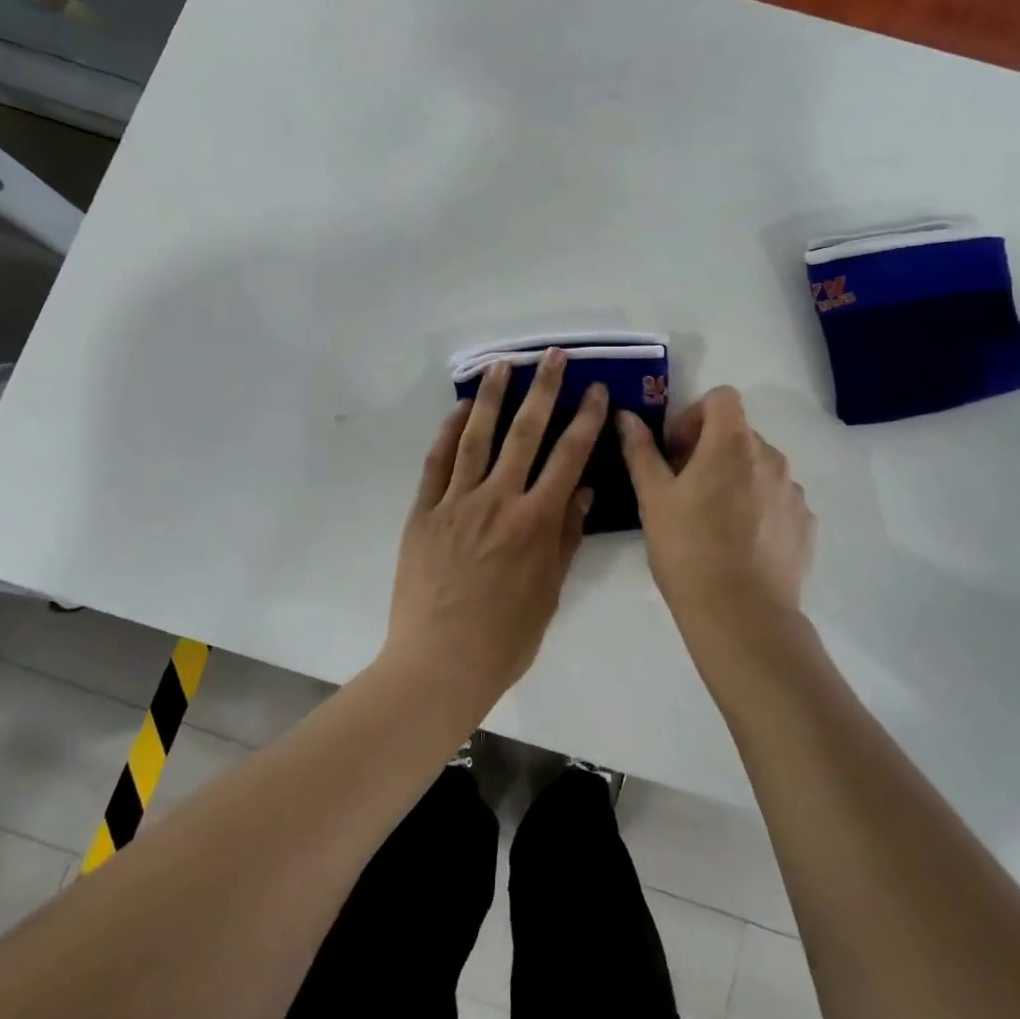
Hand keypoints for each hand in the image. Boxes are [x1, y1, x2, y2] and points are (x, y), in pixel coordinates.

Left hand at [385, 349, 605, 716]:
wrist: (439, 662)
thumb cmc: (505, 637)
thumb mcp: (550, 592)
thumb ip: (566, 537)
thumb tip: (582, 490)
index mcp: (536, 521)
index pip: (569, 457)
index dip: (586, 419)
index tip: (596, 391)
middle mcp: (498, 500)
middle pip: (525, 432)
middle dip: (543, 389)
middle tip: (552, 355)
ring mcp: (456, 502)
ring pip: (476, 436)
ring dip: (492, 397)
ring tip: (502, 364)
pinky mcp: (424, 512)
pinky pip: (437, 463)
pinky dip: (448, 433)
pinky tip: (459, 410)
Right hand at [618, 387, 816, 637]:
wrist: (741, 615)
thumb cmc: (687, 549)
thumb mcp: (653, 497)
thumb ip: (640, 450)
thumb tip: (627, 416)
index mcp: (732, 443)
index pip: (721, 398)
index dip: (694, 416)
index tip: (676, 452)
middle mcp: (771, 457)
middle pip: (738, 433)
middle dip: (710, 450)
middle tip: (685, 489)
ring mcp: (793, 491)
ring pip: (759, 467)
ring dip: (736, 478)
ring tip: (713, 521)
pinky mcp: (806, 524)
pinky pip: (778, 499)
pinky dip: (758, 507)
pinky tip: (740, 543)